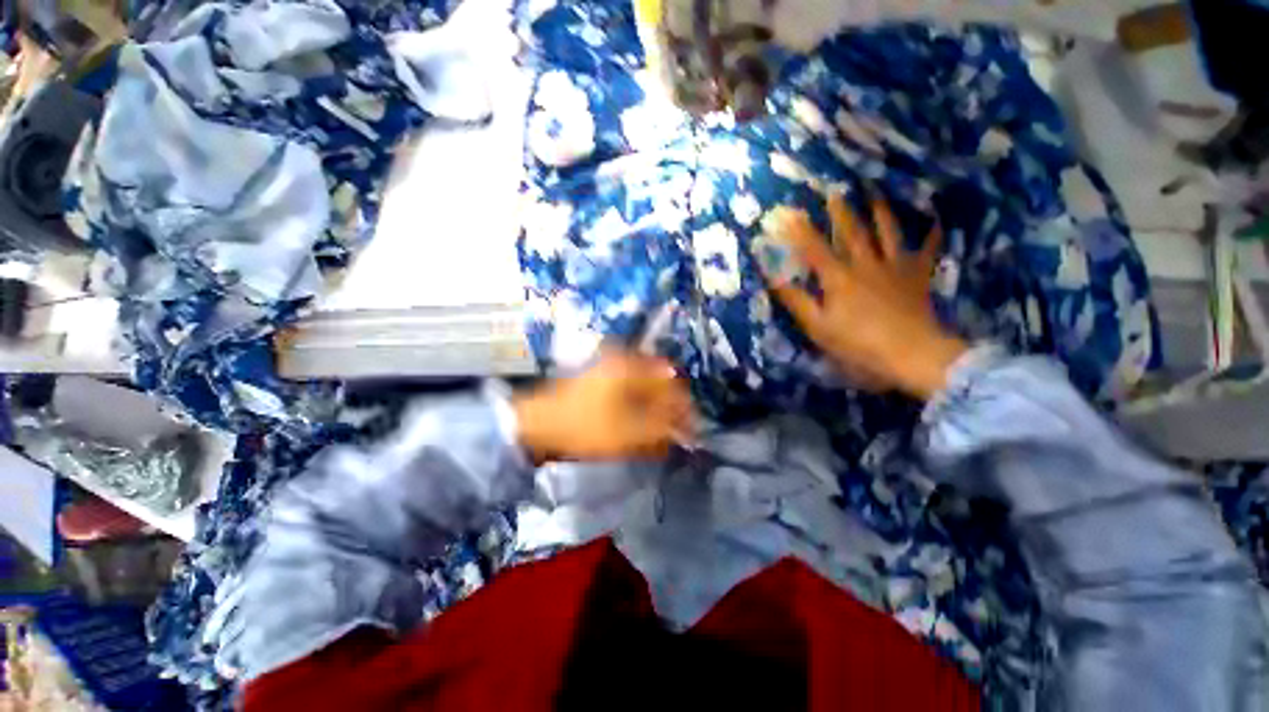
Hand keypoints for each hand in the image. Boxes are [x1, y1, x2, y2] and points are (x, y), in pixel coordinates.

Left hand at [513, 350, 694, 463]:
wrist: (540, 424)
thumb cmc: (586, 427)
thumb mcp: (628, 433)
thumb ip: (661, 429)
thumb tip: (684, 428)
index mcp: (632, 367)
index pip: (672, 383)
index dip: (684, 407)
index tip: (690, 429)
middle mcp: (624, 359)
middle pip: (660, 382)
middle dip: (671, 408)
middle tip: (676, 432)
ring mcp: (612, 367)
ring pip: (646, 386)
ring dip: (657, 408)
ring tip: (660, 431)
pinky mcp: (603, 378)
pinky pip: (632, 389)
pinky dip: (641, 406)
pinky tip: (641, 424)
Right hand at [766, 194, 967, 399]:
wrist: (911, 353)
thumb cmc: (858, 343)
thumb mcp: (818, 326)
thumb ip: (796, 301)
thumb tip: (773, 279)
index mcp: (838, 278)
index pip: (814, 249)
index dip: (800, 231)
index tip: (789, 212)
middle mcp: (866, 264)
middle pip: (852, 233)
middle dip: (840, 212)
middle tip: (834, 191)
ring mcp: (895, 268)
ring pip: (888, 233)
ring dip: (880, 212)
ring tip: (876, 194)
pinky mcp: (917, 277)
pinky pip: (927, 251)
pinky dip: (932, 236)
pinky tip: (936, 222)